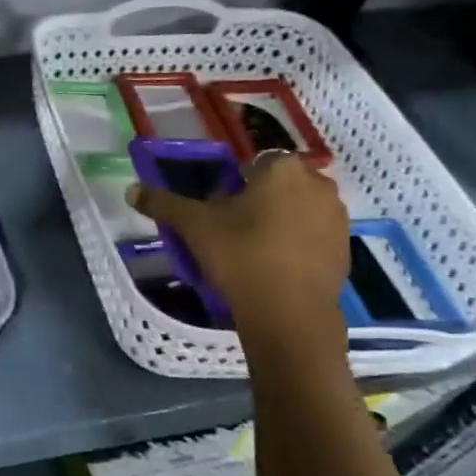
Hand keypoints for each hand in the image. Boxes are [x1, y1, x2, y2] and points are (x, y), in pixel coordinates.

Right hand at [127, 152, 348, 333]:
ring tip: (251, 249)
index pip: (254, 161)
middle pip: (278, 184)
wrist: (289, 314)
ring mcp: (337, 217)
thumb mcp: (194, 227)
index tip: (218, 207)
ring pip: (297, 209)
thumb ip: (163, 203)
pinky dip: (295, 243)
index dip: (234, 181)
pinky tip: (273, 266)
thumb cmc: (240, 256)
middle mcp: (318, 183)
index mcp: (283, 168)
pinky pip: (312, 235)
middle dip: (258, 199)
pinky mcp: (344, 248)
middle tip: (230, 228)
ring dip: (278, 220)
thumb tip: (131, 189)